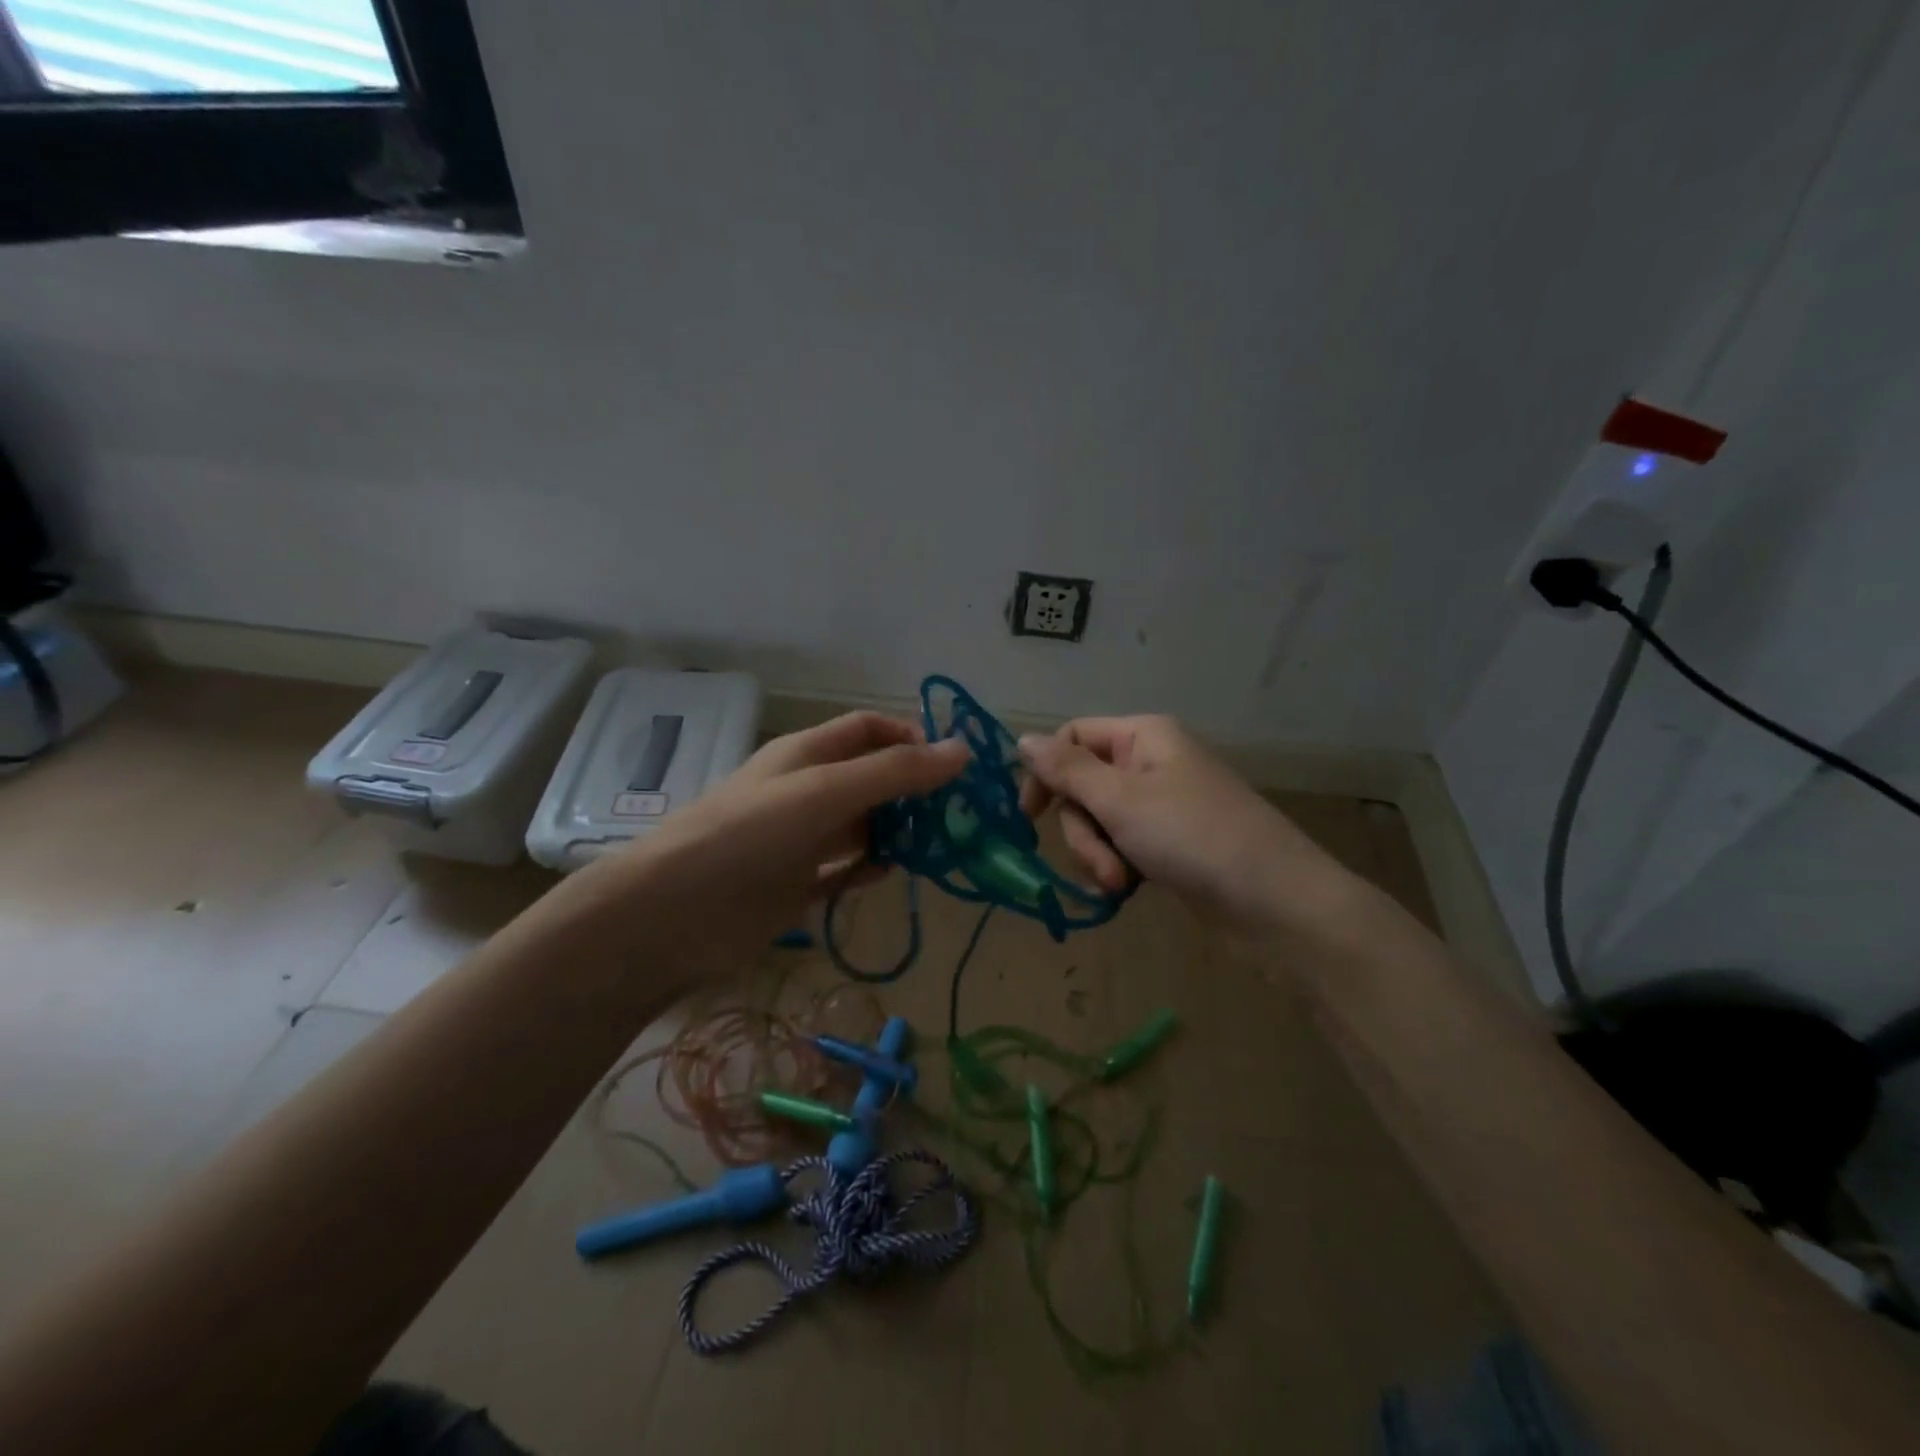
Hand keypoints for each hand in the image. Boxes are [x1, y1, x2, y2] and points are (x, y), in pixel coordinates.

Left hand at [564, 711, 968, 977]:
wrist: (674, 913)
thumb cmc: (751, 834)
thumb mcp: (826, 792)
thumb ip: (894, 772)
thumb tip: (962, 750)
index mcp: (807, 754)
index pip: (868, 729)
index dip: (910, 736)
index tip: (952, 764)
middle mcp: (805, 791)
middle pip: (870, 777)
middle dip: (912, 788)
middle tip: (957, 812)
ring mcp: (800, 839)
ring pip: (861, 825)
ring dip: (896, 830)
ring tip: (937, 846)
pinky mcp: (795, 884)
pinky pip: (844, 869)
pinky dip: (868, 869)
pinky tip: (889, 874)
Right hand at [1018, 715, 1350, 926]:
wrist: (1276, 904)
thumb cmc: (1194, 837)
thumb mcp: (1120, 800)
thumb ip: (1066, 770)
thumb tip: (1022, 738)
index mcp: (1143, 736)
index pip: (1073, 737)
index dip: (1046, 773)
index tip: (1030, 818)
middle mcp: (1151, 762)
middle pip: (1084, 786)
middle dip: (1083, 831)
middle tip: (1104, 866)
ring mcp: (1163, 805)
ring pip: (1100, 821)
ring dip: (1099, 855)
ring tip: (1121, 886)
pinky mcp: (1171, 843)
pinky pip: (1123, 845)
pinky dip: (1119, 867)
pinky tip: (1129, 892)